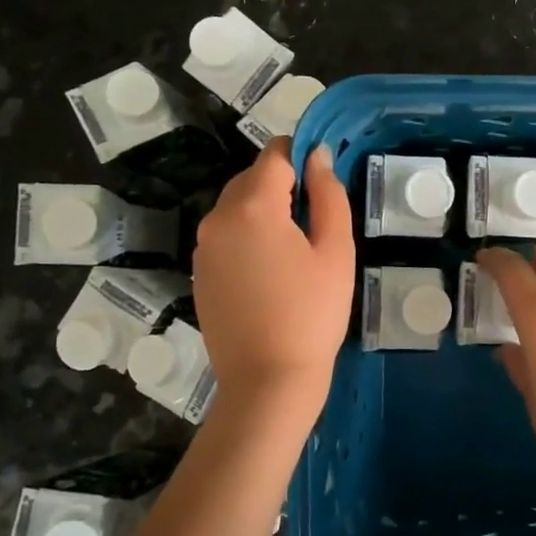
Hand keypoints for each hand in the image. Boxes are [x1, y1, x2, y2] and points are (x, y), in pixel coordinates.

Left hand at [193, 140, 353, 414]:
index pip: (274, 155)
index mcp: (253, 206)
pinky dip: (249, 237)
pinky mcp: (200, 273)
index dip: (301, 155)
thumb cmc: (313, 313)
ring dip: (266, 212)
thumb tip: (319, 156)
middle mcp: (217, 218)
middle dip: (283, 185)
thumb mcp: (336, 251)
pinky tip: (273, 272)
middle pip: (251, 179)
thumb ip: (329, 195)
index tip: (324, 176)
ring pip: (237, 208)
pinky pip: (226, 236)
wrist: (269, 380)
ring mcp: (203, 247)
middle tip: (317, 220)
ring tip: (297, 249)